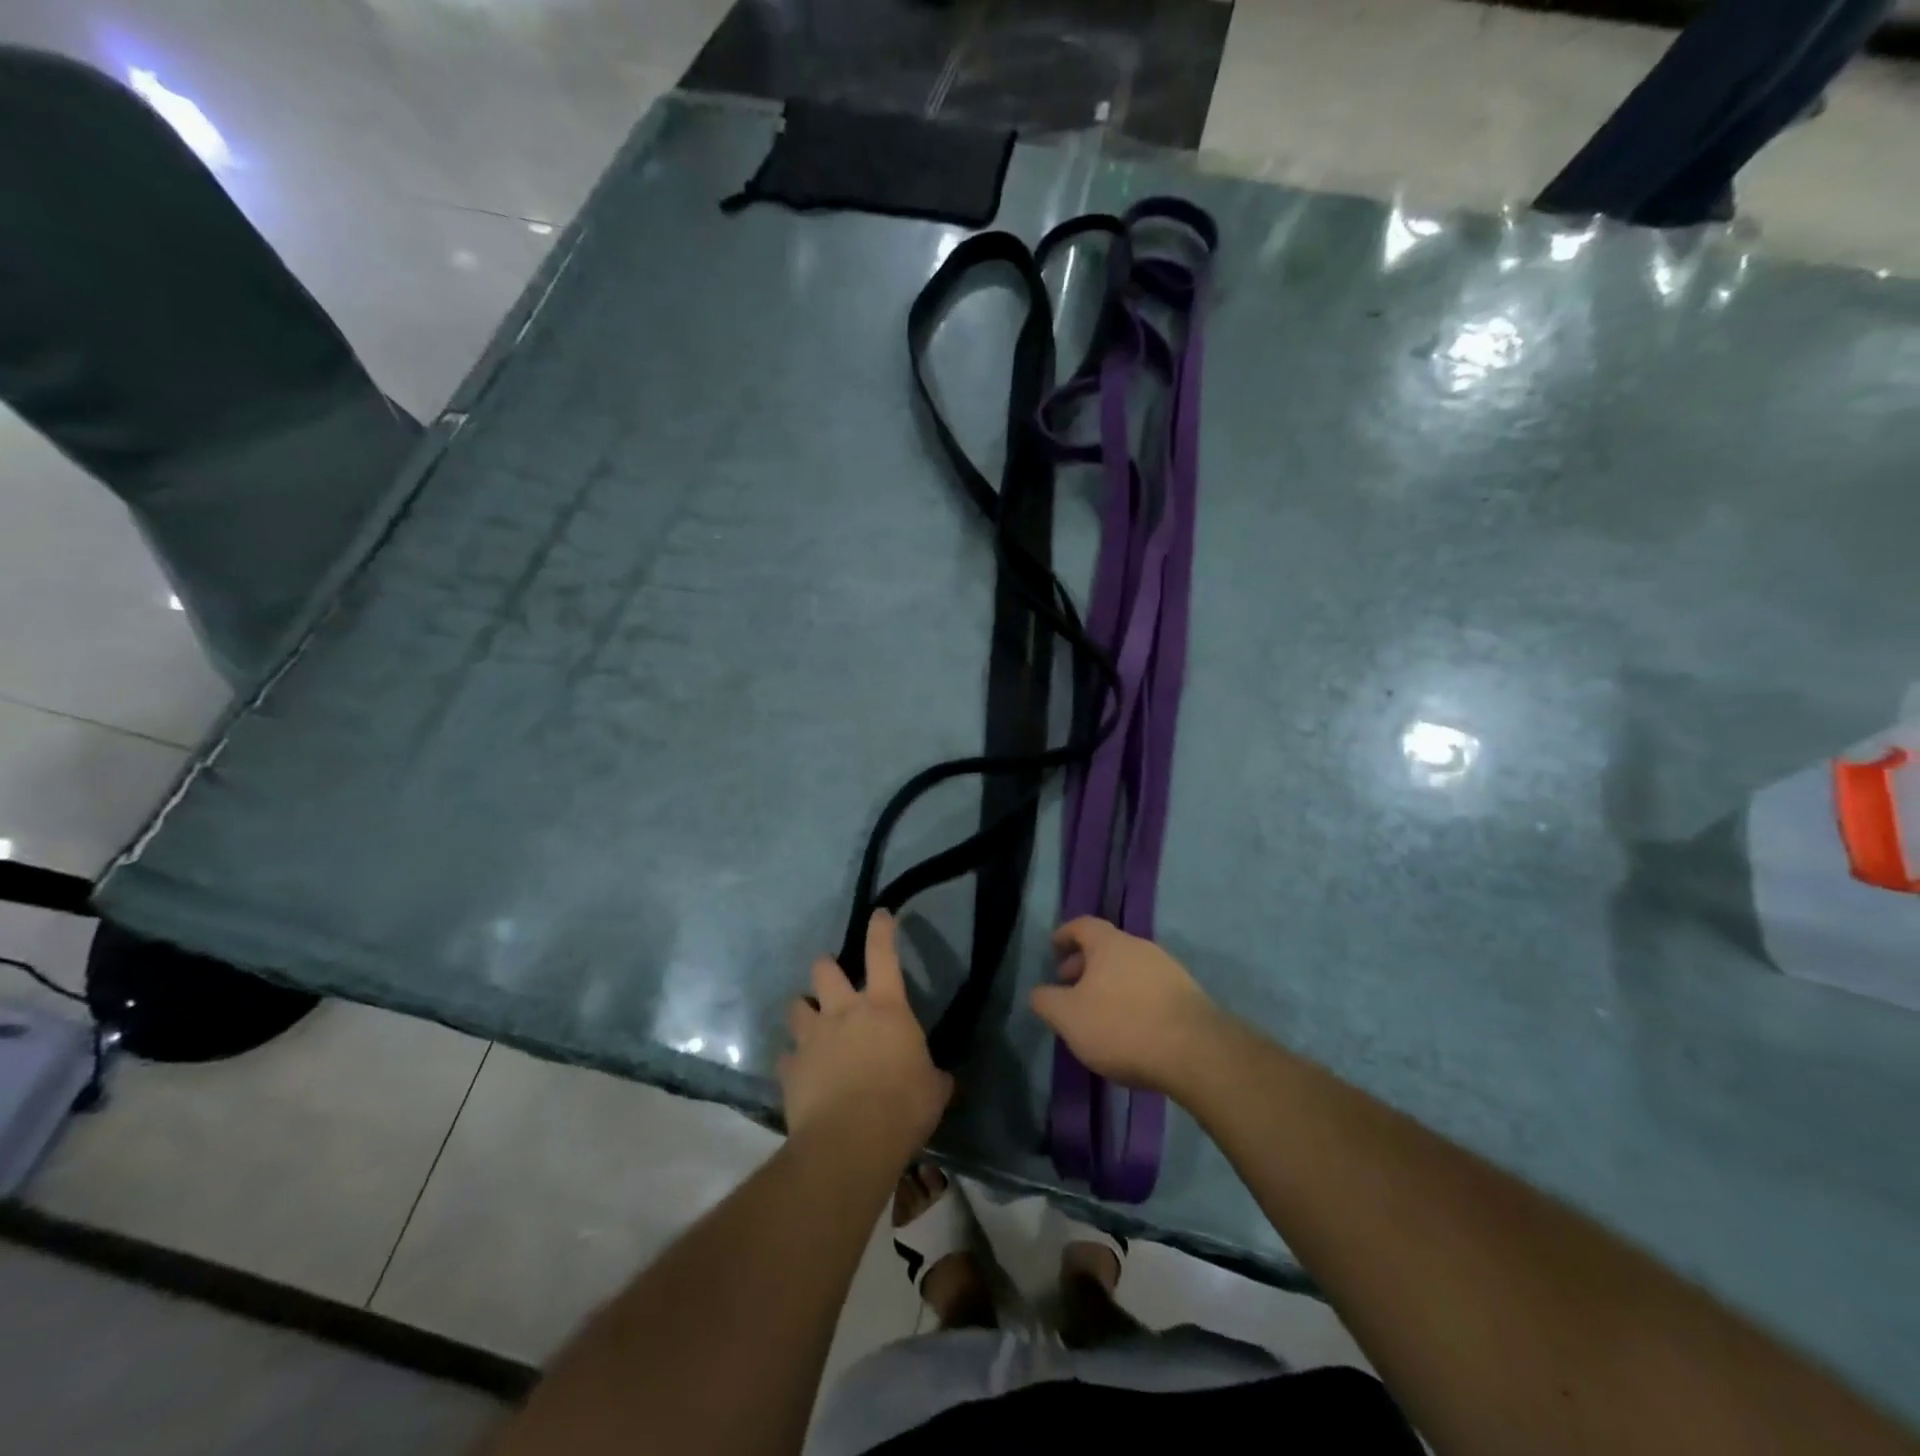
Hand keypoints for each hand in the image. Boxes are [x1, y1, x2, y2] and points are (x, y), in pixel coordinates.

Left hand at [780, 911, 952, 1153]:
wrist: (850, 1143)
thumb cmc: (902, 1107)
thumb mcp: (934, 1090)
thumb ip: (934, 1076)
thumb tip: (941, 1078)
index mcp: (885, 1007)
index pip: (883, 954)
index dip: (881, 930)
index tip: (879, 914)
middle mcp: (844, 1012)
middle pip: (824, 969)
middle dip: (826, 969)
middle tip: (832, 981)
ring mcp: (813, 1037)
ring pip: (797, 1006)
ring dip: (804, 1010)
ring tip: (810, 1023)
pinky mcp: (790, 1068)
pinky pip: (787, 1055)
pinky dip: (794, 1060)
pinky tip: (802, 1072)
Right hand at [1030, 917, 1223, 1096]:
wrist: (1195, 1051)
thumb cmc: (1122, 1026)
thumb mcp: (1069, 1018)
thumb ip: (1046, 1001)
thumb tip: (1037, 992)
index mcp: (1109, 943)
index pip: (1082, 925)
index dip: (1065, 935)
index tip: (1053, 949)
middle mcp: (1140, 947)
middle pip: (1107, 947)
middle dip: (1085, 964)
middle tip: (1070, 988)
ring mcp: (1168, 969)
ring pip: (1129, 968)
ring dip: (1110, 983)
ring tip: (1097, 1012)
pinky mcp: (1188, 995)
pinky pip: (1150, 988)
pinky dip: (1133, 999)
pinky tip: (1129, 1027)